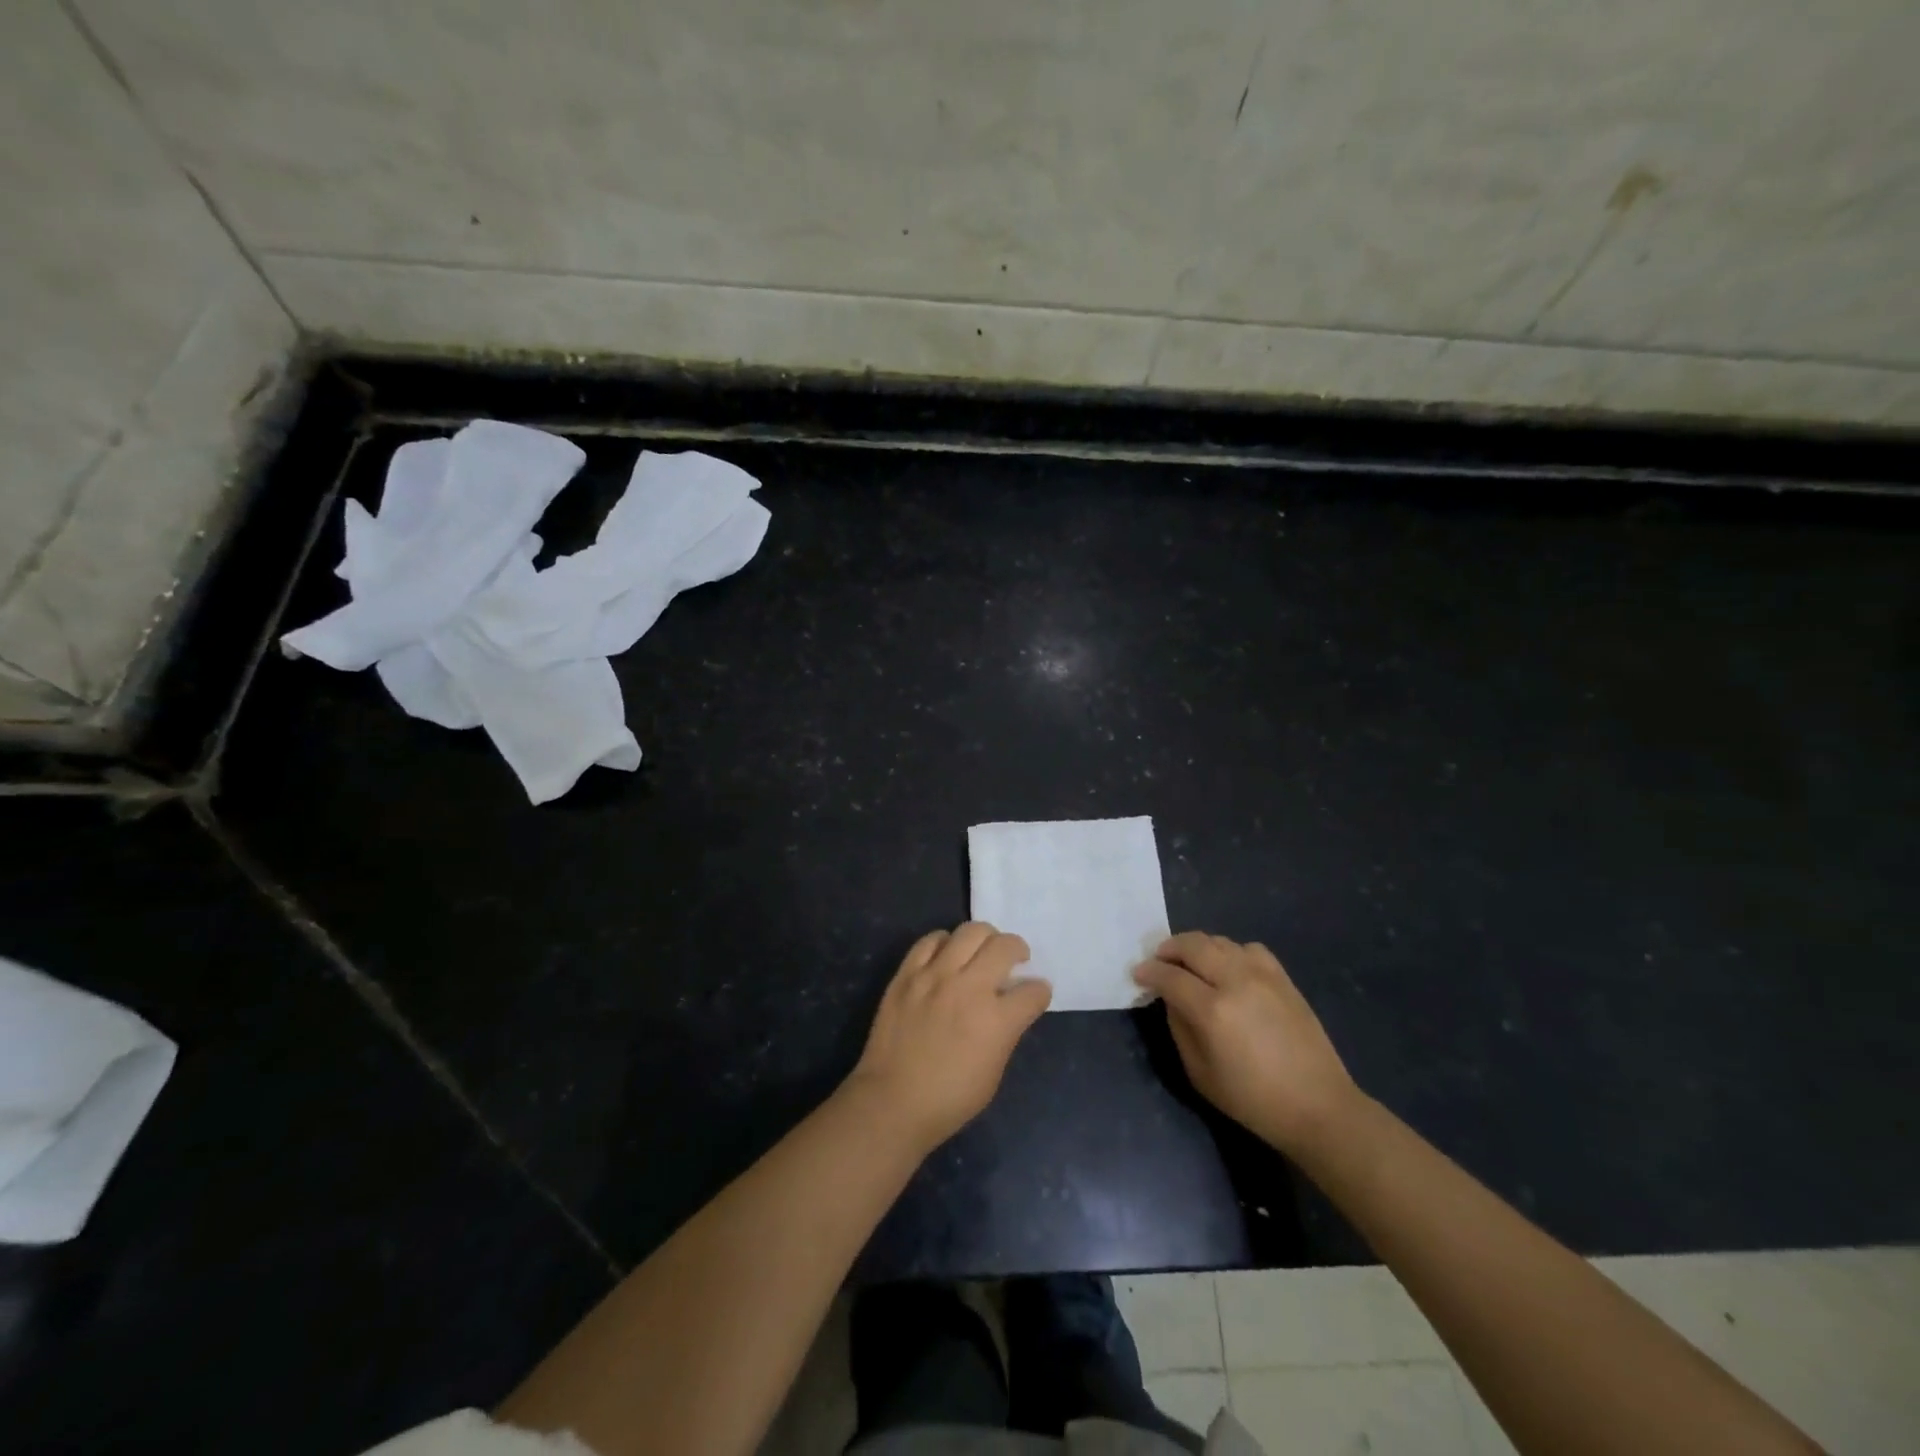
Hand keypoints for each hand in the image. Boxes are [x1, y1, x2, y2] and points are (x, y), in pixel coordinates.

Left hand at [845, 922, 1051, 1154]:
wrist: (892, 1102)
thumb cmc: (949, 1099)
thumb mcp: (994, 1072)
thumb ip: (1006, 1032)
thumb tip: (1010, 1007)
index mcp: (997, 1020)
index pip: (1033, 990)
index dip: (1039, 992)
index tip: (1035, 994)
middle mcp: (969, 988)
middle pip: (1005, 945)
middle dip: (1018, 949)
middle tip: (1014, 959)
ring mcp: (935, 976)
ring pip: (970, 931)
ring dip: (985, 938)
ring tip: (982, 951)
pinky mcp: (907, 973)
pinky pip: (931, 940)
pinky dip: (945, 942)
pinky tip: (947, 955)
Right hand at [1135, 932, 1360, 1157]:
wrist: (1319, 1107)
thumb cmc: (1253, 1100)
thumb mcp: (1200, 1074)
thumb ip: (1179, 1029)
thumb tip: (1170, 999)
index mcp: (1213, 1011)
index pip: (1170, 976)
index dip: (1149, 972)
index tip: (1138, 974)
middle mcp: (1236, 982)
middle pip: (1193, 945)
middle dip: (1169, 948)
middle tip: (1159, 960)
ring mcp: (1263, 976)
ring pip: (1220, 941)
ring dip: (1198, 947)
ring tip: (1191, 963)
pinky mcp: (1283, 978)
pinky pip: (1249, 948)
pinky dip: (1231, 952)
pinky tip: (1229, 968)